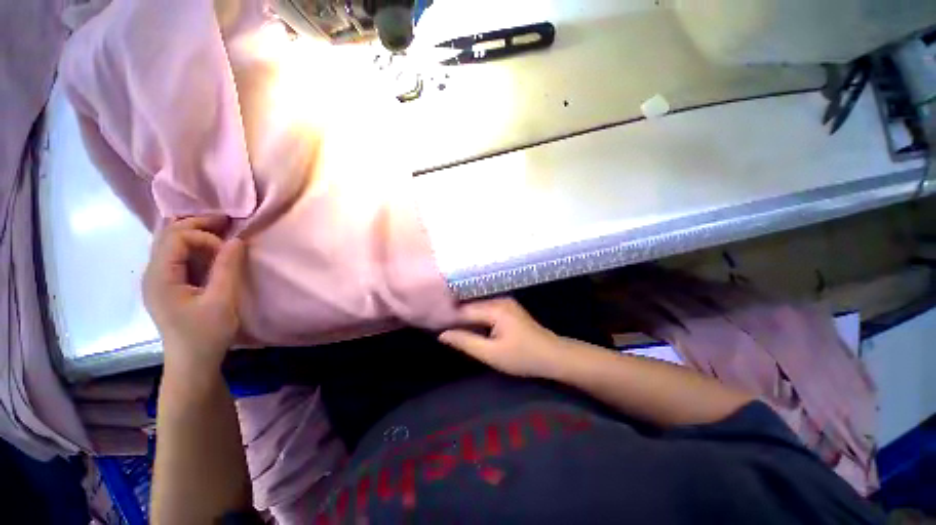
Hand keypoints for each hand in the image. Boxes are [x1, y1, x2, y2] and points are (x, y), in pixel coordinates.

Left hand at [143, 216, 245, 373]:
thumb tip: (237, 240)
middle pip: (168, 235)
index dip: (204, 237)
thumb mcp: (221, 301)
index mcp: (160, 277)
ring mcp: (158, 280)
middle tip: (227, 221)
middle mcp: (152, 274)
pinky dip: (195, 247)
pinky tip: (211, 251)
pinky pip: (177, 256)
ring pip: (171, 244)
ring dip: (195, 234)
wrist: (192, 363)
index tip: (229, 251)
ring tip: (221, 232)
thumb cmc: (206, 334)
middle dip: (197, 224)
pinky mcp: (168, 286)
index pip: (176, 238)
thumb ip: (227, 268)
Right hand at [438, 298, 566, 378]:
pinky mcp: (507, 307)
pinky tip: (467, 325)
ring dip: (464, 316)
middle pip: (469, 305)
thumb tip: (442, 334)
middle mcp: (499, 299)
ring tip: (448, 325)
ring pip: (476, 306)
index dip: (447, 317)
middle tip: (437, 324)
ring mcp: (504, 301)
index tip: (432, 323)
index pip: (463, 309)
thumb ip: (465, 342)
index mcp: (495, 308)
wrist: (552, 356)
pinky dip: (475, 317)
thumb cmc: (522, 357)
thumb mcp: (491, 354)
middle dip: (455, 315)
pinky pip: (485, 309)